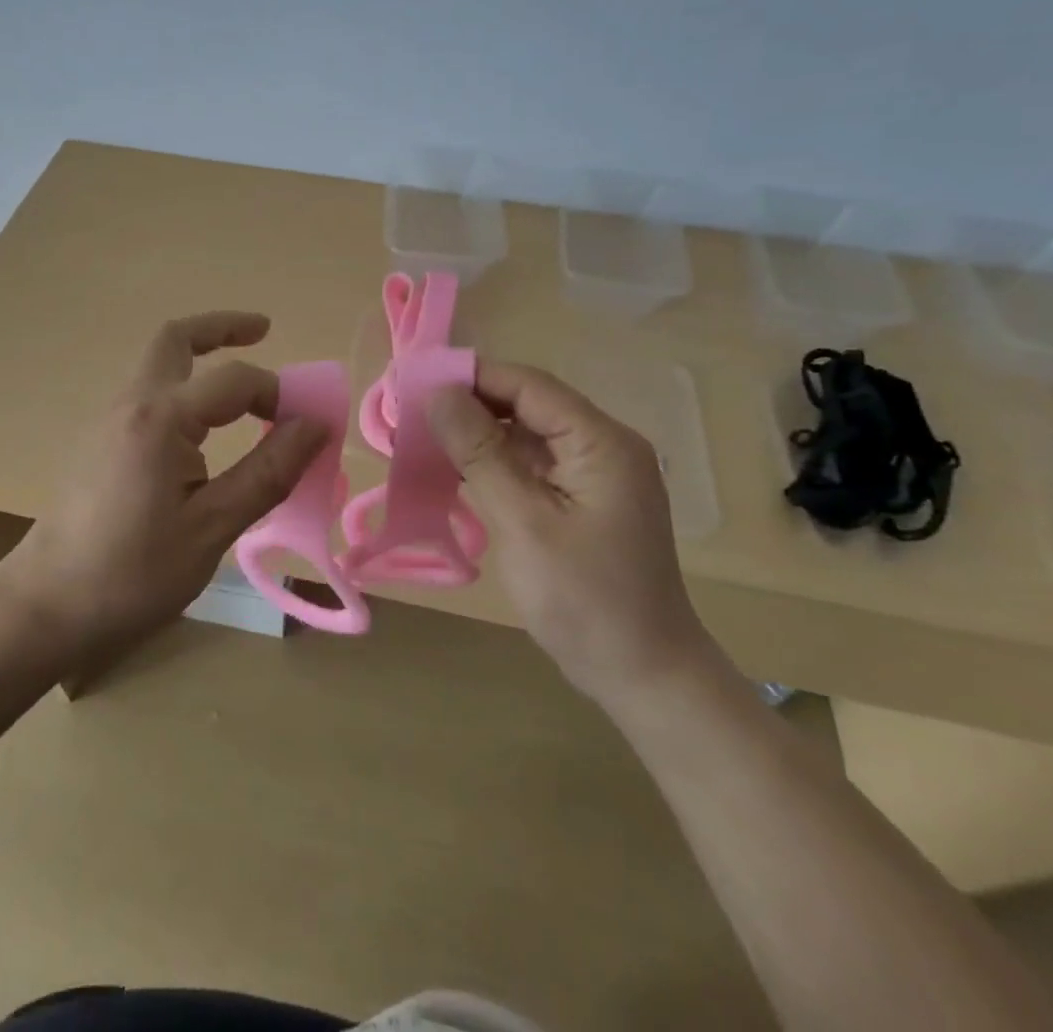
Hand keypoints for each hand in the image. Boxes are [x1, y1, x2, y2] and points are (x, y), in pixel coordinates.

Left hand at [0, 311, 326, 660]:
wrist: (45, 607)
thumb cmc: (132, 573)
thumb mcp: (212, 528)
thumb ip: (267, 472)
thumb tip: (315, 425)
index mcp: (161, 419)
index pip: (234, 380)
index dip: (278, 394)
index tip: (307, 426)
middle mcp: (131, 404)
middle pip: (176, 339)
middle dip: (222, 327)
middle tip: (264, 331)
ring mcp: (108, 420)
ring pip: (157, 363)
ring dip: (200, 357)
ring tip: (241, 385)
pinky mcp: (99, 442)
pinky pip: (147, 394)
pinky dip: (183, 388)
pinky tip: (201, 429)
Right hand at [427, 361, 713, 705]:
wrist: (644, 676)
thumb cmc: (585, 601)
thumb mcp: (524, 523)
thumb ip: (481, 454)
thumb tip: (437, 394)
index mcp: (600, 442)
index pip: (528, 385)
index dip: (471, 376)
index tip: (414, 381)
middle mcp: (602, 445)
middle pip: (526, 404)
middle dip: (469, 405)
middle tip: (409, 414)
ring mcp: (594, 474)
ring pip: (525, 433)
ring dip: (476, 435)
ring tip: (420, 439)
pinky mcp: (582, 499)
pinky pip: (530, 464)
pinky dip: (492, 463)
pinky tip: (454, 472)